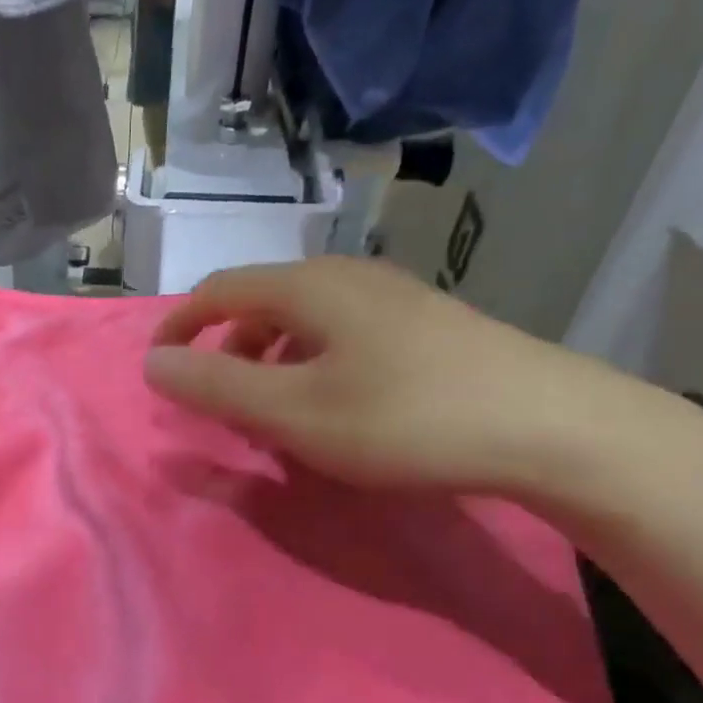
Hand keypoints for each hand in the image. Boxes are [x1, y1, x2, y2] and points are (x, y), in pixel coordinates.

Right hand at [144, 257, 630, 493]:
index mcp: (309, 287)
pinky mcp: (426, 325)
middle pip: (262, 301)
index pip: (219, 289)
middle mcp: (349, 276)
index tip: (158, 367)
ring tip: (274, 413)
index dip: (179, 325)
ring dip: (270, 361)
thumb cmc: (404, 418)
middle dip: (226, 349)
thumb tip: (152, 363)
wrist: (550, 426)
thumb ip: (216, 386)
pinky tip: (334, 406)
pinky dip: (311, 365)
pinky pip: (342, 335)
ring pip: (304, 320)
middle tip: (220, 403)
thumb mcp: (293, 411)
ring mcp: (394, 297)